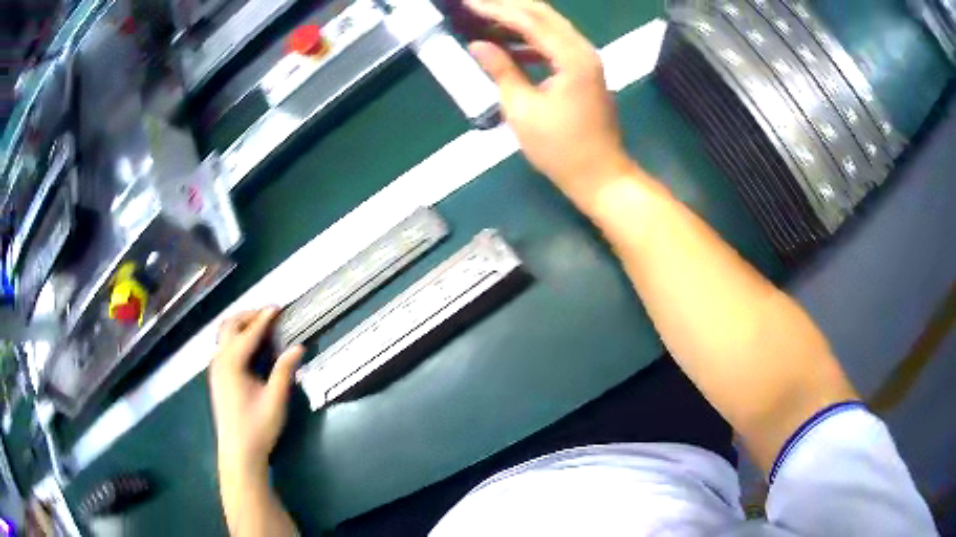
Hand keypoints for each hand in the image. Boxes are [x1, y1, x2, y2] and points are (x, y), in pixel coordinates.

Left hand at [209, 308, 303, 474]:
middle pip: (230, 326)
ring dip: (240, 325)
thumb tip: (298, 347)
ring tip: (260, 325)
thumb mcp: (275, 400)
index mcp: (232, 364)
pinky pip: (223, 346)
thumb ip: (284, 371)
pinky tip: (249, 347)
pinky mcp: (217, 377)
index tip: (278, 307)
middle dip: (249, 315)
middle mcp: (219, 361)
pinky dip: (235, 337)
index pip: (249, 333)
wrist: (238, 452)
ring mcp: (215, 369)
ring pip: (223, 334)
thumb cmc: (258, 428)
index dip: (264, 318)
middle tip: (269, 314)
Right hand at [465, 0, 635, 207]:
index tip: (468, 4)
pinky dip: (531, 41)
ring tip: (485, 21)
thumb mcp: (522, 109)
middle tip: (476, 5)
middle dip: (508, 6)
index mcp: (571, 57)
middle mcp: (583, 50)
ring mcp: (587, 60)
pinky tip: (509, 46)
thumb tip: (478, 45)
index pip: (530, 20)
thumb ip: (501, 70)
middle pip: (544, 14)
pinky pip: (555, 44)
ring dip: (519, 21)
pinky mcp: (584, 71)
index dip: (496, 9)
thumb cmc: (560, 148)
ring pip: (550, 27)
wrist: (599, 174)